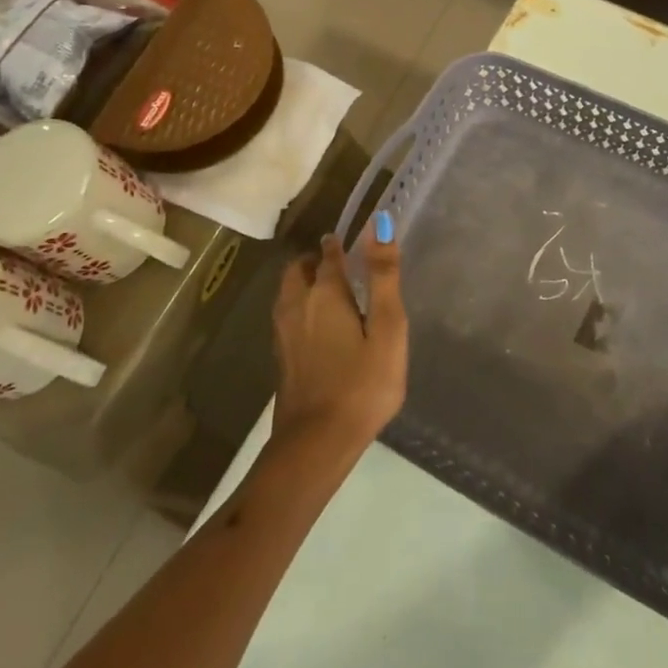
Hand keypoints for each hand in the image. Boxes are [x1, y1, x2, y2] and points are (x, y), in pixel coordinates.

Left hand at [269, 232, 406, 455]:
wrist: (317, 442)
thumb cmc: (363, 384)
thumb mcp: (387, 329)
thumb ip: (384, 277)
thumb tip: (379, 225)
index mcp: (325, 293)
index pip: (328, 255)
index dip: (338, 244)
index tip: (347, 240)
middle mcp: (297, 305)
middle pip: (298, 270)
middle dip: (314, 261)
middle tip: (337, 264)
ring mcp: (283, 333)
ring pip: (288, 292)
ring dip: (303, 282)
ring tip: (327, 292)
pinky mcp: (280, 357)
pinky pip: (286, 316)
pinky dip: (299, 307)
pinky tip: (316, 327)